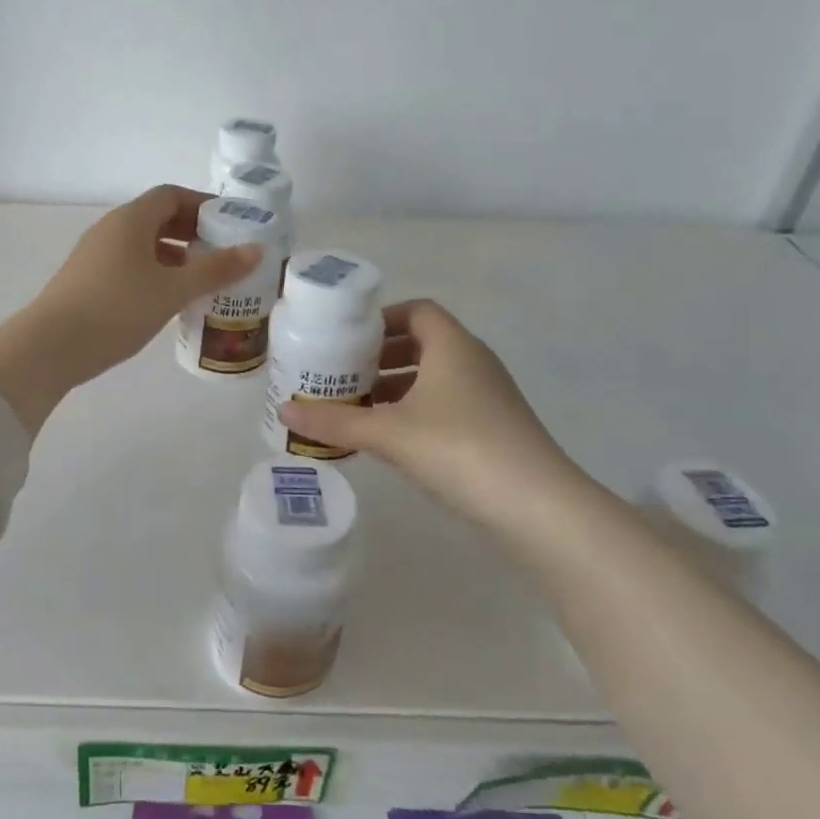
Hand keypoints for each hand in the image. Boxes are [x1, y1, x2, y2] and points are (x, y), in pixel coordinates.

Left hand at [0, 185, 259, 432]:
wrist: (50, 346)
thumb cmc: (117, 309)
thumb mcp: (173, 290)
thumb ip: (215, 270)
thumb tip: (256, 250)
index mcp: (131, 219)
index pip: (171, 195)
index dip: (203, 205)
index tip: (231, 224)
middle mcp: (111, 229)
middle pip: (157, 219)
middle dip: (192, 233)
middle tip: (223, 254)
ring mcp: (95, 255)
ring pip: (143, 245)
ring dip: (174, 257)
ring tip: (202, 281)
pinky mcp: (87, 280)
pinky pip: (130, 265)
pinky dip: (155, 274)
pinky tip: (169, 301)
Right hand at [278, 300, 593, 527]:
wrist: (537, 508)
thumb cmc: (459, 449)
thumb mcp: (388, 433)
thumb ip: (334, 421)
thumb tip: (282, 409)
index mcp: (453, 346)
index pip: (417, 310)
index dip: (381, 318)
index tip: (347, 337)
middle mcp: (474, 362)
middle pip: (423, 343)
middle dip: (381, 355)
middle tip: (343, 372)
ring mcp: (489, 396)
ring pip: (435, 376)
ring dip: (397, 385)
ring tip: (358, 405)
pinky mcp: (495, 428)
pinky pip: (447, 403)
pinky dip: (416, 409)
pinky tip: (391, 437)